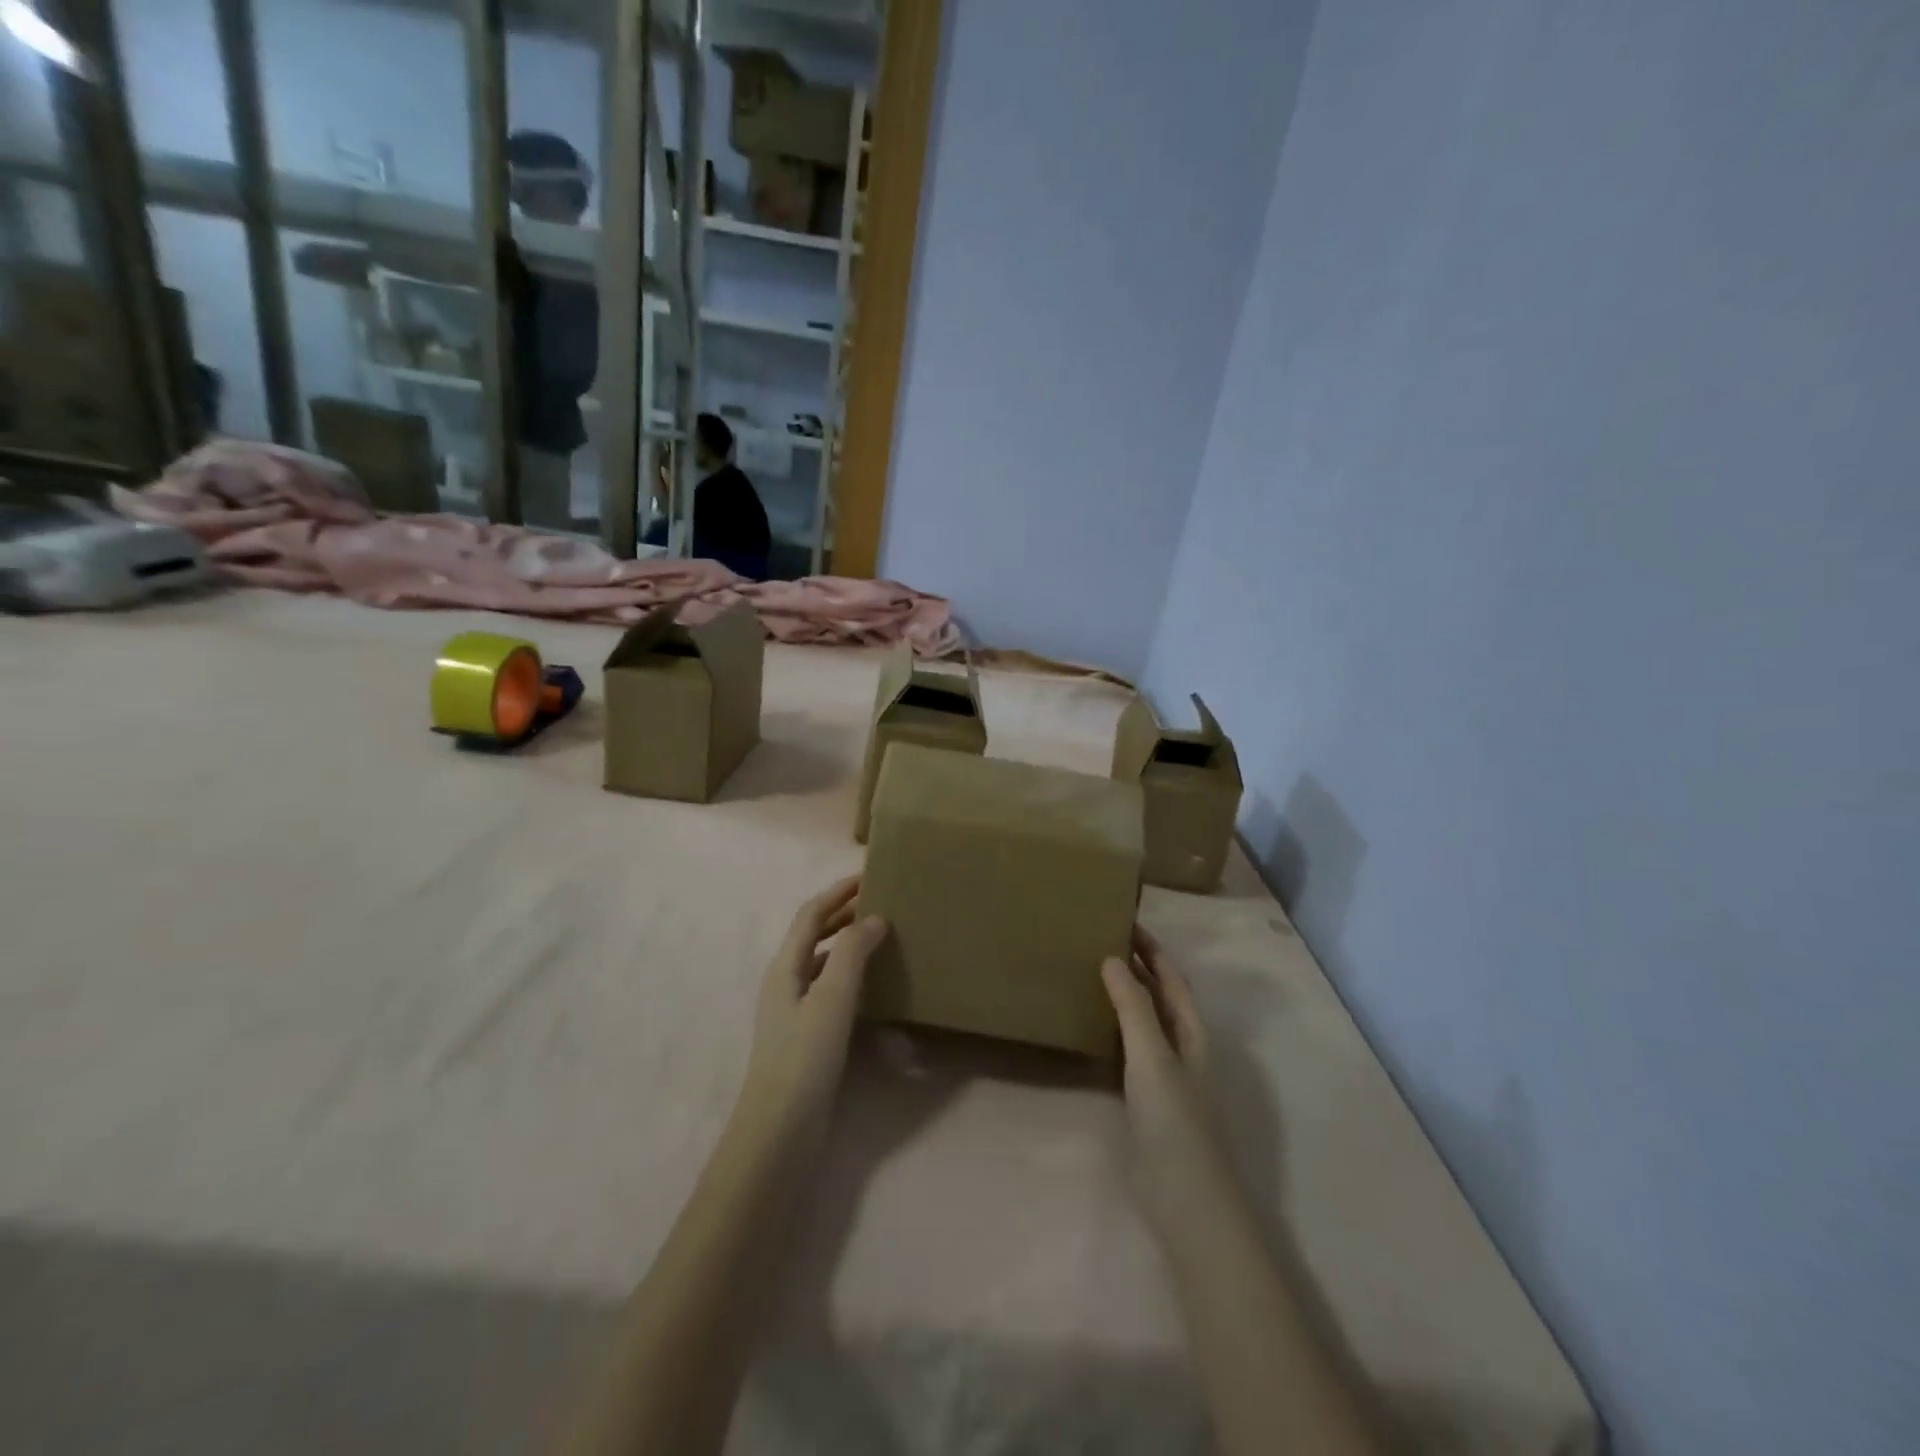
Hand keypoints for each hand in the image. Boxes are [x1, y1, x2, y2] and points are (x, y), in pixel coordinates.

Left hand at [741, 877, 887, 1140]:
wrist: (781, 1127)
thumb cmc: (805, 1056)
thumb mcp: (832, 998)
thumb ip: (853, 953)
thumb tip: (874, 918)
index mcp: (785, 966)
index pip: (810, 915)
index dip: (837, 893)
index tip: (868, 877)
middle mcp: (785, 981)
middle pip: (813, 935)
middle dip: (842, 914)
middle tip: (879, 902)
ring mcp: (793, 1009)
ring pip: (822, 961)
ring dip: (847, 942)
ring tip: (879, 936)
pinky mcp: (805, 1034)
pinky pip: (829, 987)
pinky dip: (849, 973)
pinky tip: (871, 983)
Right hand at [1103, 927, 1232, 1235]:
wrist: (1187, 1202)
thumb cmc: (1175, 1121)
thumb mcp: (1153, 1057)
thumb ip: (1134, 1008)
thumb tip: (1113, 957)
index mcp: (1191, 1033)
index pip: (1171, 979)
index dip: (1151, 950)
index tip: (1124, 920)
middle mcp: (1181, 1049)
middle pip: (1159, 998)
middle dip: (1136, 968)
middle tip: (1099, 940)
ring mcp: (1164, 1077)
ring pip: (1142, 1024)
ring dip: (1122, 998)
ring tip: (1088, 973)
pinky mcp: (1144, 1102)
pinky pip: (1126, 1052)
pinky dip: (1111, 1031)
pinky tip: (1088, 1028)